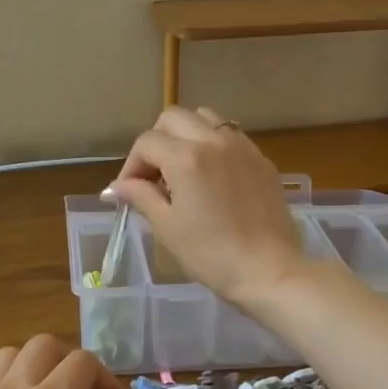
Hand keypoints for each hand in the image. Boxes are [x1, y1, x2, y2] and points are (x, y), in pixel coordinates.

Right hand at [108, 106, 306, 311]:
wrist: (268, 270)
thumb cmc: (210, 253)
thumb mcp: (167, 227)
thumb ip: (141, 196)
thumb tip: (119, 185)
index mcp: (186, 157)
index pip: (147, 143)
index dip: (132, 165)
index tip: (130, 192)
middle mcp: (214, 140)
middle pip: (173, 118)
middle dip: (156, 141)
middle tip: (154, 176)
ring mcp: (242, 147)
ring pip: (205, 119)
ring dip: (186, 135)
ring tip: (183, 170)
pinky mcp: (262, 160)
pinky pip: (231, 136)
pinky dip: (213, 145)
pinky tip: (213, 178)